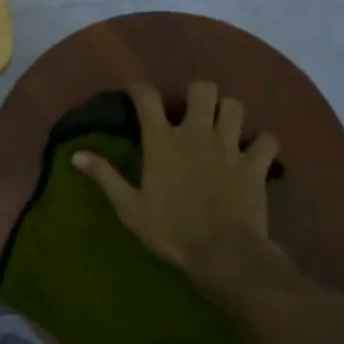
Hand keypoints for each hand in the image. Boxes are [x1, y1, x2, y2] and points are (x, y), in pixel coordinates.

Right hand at [72, 81, 291, 304]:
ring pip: (235, 106)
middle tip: (192, 113)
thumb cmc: (171, 231)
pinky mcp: (255, 165)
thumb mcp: (130, 208)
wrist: (223, 254)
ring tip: (222, 127)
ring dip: (228, 113)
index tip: (136, 93)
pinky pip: (267, 140)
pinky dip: (262, 143)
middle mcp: (196, 134)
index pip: (147, 98)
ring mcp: (230, 147)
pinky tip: (255, 153)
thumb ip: (105, 177)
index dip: (140, 89)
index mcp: (162, 142)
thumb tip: (76, 155)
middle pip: (203, 90)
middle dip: (198, 95)